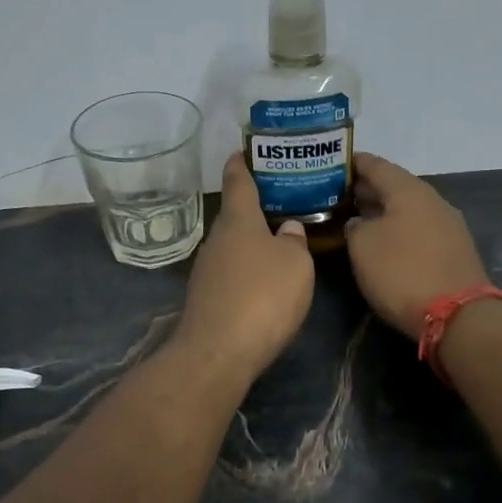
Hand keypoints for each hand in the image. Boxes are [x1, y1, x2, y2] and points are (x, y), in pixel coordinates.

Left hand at [173, 154, 315, 382]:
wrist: (218, 352)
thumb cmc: (263, 296)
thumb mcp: (295, 265)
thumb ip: (294, 242)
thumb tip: (287, 229)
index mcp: (238, 220)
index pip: (237, 180)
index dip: (242, 163)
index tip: (245, 150)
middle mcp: (216, 239)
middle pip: (236, 215)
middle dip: (256, 207)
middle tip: (284, 201)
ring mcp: (207, 270)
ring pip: (233, 245)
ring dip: (253, 241)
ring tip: (280, 241)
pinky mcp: (206, 298)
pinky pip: (231, 272)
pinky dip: (247, 269)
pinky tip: (264, 280)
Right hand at [345, 154, 491, 339]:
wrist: (459, 316)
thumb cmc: (403, 272)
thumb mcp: (363, 247)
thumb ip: (355, 227)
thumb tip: (360, 223)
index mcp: (409, 190)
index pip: (376, 165)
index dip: (352, 163)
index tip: (331, 163)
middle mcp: (433, 200)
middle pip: (394, 186)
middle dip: (366, 189)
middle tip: (336, 195)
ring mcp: (448, 225)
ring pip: (407, 209)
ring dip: (382, 211)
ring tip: (355, 218)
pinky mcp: (454, 250)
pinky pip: (418, 229)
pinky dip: (398, 229)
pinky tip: (383, 242)